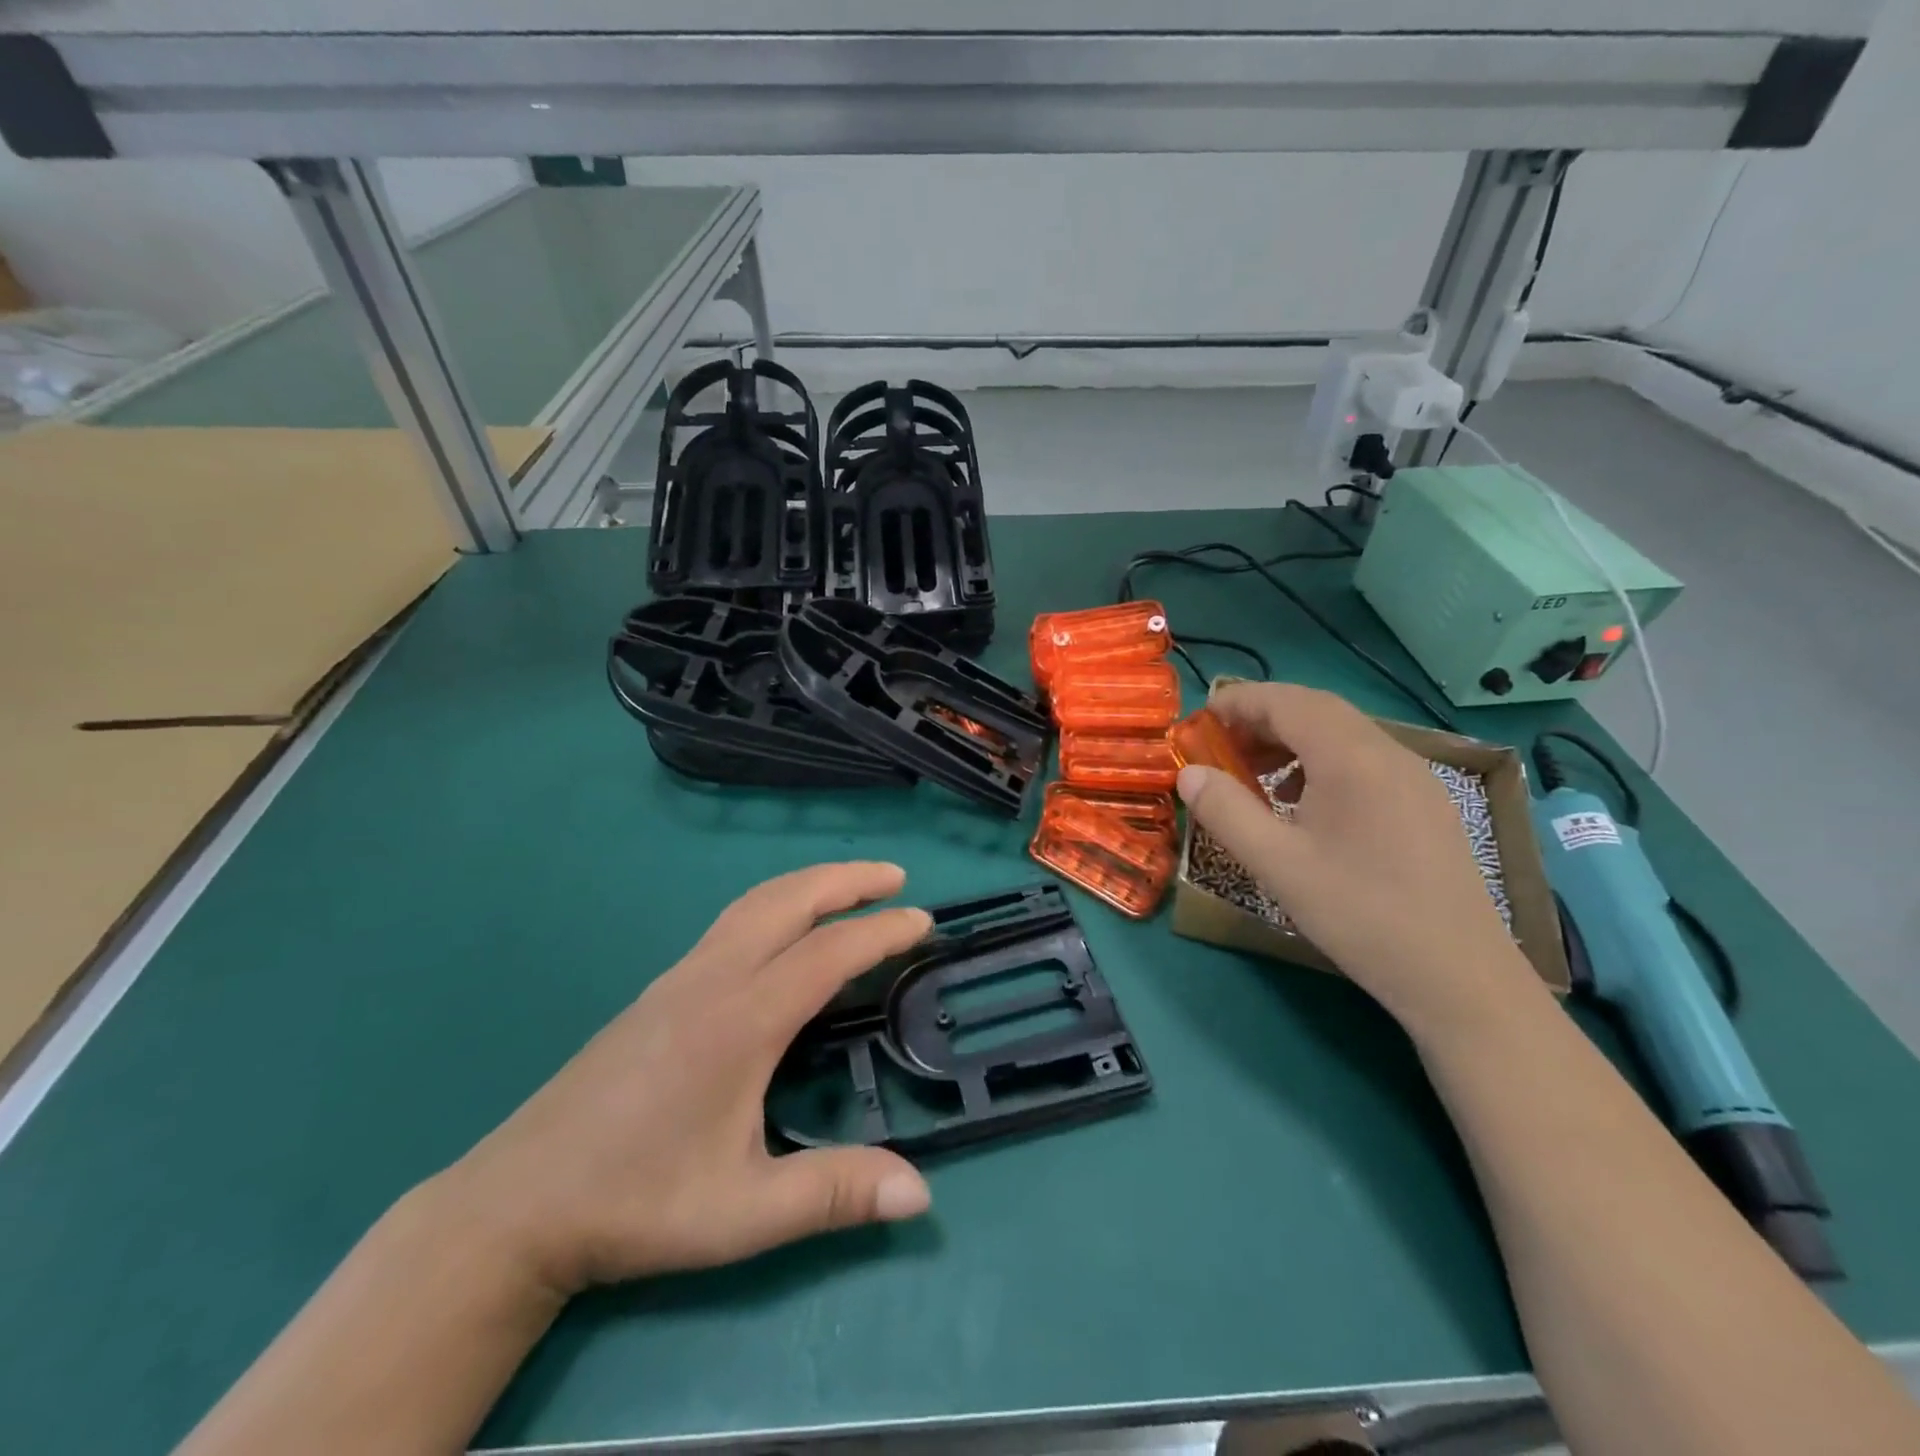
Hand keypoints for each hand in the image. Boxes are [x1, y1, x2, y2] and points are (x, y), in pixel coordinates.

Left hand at [430, 863, 933, 1299]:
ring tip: (852, 888)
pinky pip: (733, 920)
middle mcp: (713, 979)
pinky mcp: (660, 988)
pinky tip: (786, 930)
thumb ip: (834, 1193)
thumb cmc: (636, 1204)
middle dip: (847, 879)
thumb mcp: (742, 1213)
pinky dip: (777, 903)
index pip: (828, 952)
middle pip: (789, 899)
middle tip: (897, 877)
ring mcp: (681, 977)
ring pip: (755, 902)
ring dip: (810, 884)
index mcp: (741, 1020)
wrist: (518, 1203)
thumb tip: (921, 1191)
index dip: (882, 931)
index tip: (925, 922)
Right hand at [1175, 682, 1536, 1027]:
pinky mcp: (1426, 804)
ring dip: (1291, 741)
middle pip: (1316, 710)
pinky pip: (1364, 761)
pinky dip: (1320, 763)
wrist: (1460, 977)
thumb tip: (1189, 773)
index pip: (1287, 701)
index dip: (1239, 702)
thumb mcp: (1278, 865)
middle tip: (1219, 747)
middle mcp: (1389, 753)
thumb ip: (1226, 812)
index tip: (1199, 720)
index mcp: (1352, 758)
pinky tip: (1302, 805)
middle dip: (1261, 719)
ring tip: (1254, 775)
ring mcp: (1415, 778)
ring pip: (1342, 734)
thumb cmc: (1360, 914)